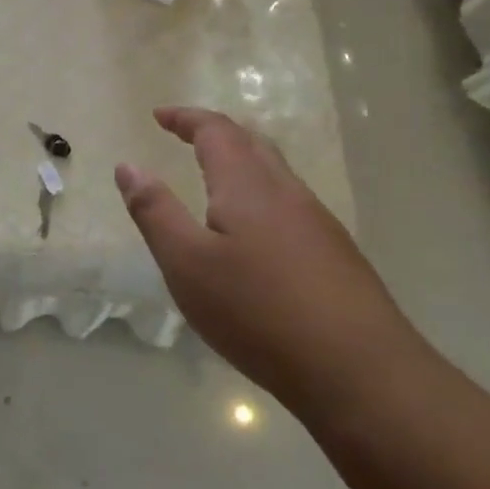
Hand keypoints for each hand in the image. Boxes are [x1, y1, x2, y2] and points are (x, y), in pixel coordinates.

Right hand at [116, 106, 421, 414]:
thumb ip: (154, 211)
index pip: (216, 131)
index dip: (186, 118)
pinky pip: (290, 204)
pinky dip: (261, 195)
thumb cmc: (258, 312)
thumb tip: (128, 166)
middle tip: (186, 137)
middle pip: (252, 143)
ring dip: (242, 162)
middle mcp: (287, 192)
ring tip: (216, 179)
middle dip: (216, 133)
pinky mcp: (337, 255)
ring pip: (276, 174)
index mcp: (247, 185)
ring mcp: (319, 223)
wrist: (362, 373)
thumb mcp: (187, 264)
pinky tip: (255, 233)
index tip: (159, 115)